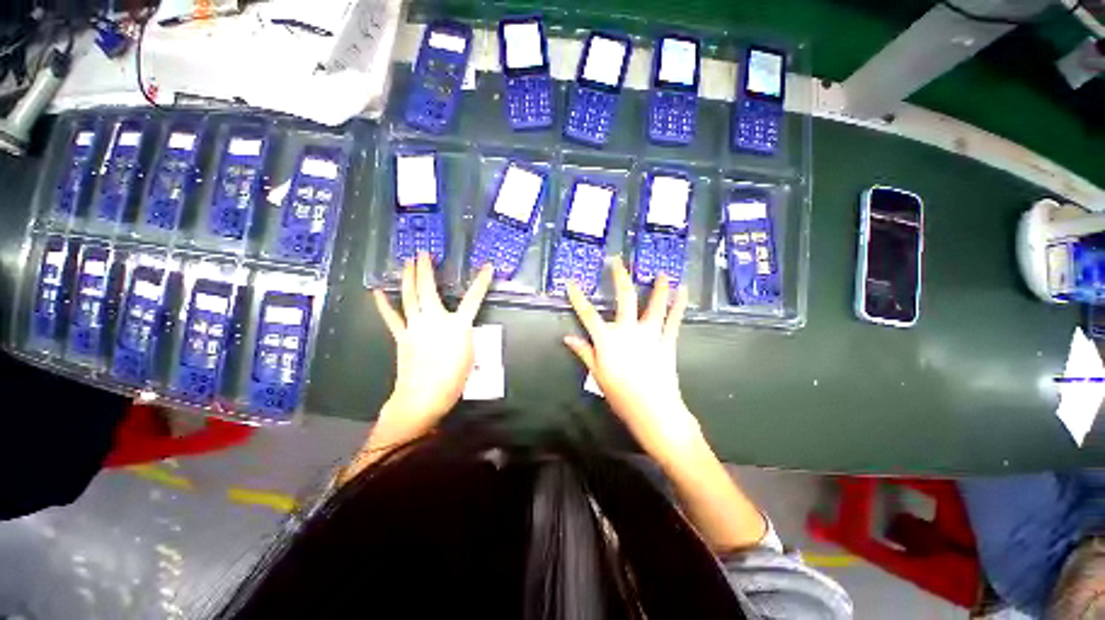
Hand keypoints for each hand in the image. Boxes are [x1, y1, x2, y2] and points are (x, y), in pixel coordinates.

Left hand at [371, 253, 492, 446]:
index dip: (482, 282)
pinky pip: (392, 317)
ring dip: (409, 278)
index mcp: (457, 325)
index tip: (487, 267)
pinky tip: (378, 292)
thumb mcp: (469, 355)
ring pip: (410, 297)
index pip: (474, 299)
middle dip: (426, 269)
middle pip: (429, 289)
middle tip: (423, 253)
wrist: (423, 396)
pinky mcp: (402, 336)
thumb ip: (465, 335)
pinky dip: (384, 304)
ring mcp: (415, 326)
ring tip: (407, 263)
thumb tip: (460, 326)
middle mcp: (435, 319)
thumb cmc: (452, 379)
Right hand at [563, 258, 701, 462]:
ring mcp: (650, 334)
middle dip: (620, 278)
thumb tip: (567, 338)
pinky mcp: (667, 341)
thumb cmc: (621, 394)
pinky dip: (679, 304)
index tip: (571, 282)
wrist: (653, 410)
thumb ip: (583, 352)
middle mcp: (628, 330)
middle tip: (618, 261)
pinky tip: (683, 290)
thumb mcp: (597, 374)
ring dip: (657, 287)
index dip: (578, 297)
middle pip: (624, 298)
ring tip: (661, 272)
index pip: (588, 314)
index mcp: (607, 339)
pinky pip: (674, 319)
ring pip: (654, 304)